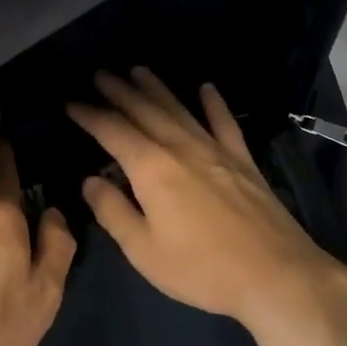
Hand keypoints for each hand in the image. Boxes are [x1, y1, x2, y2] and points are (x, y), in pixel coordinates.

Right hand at [66, 68, 331, 323]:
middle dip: (119, 91)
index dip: (90, 115)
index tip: (71, 101)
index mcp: (151, 168)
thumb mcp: (143, 251)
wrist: (275, 274)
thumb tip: (90, 181)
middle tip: (100, 73)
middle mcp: (181, 147)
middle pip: (145, 110)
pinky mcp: (242, 161)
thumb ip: (113, 212)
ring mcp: (215, 150)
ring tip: (138, 70)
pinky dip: (214, 104)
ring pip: (179, 109)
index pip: (113, 131)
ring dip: (156, 88)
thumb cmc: (201, 268)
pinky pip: (224, 123)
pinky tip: (206, 88)